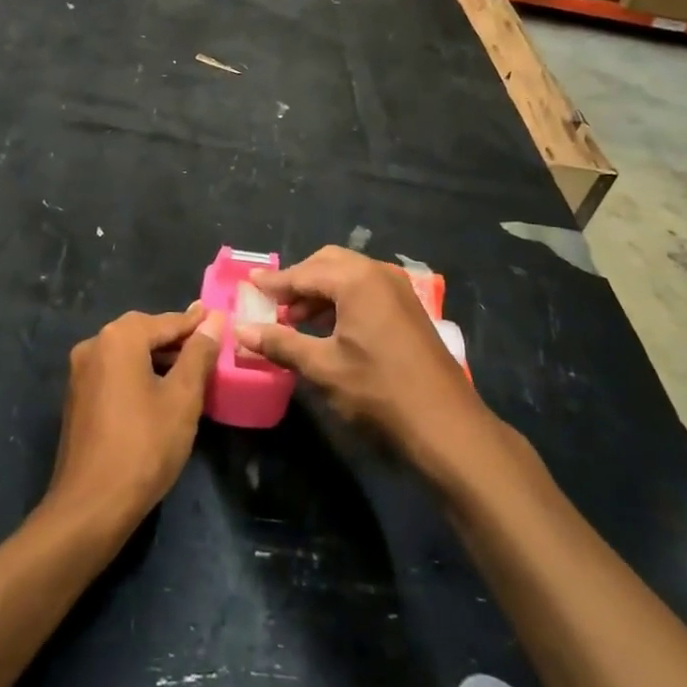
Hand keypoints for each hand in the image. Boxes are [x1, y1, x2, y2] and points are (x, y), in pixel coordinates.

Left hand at [46, 306, 222, 535]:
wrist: (91, 506)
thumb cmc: (144, 446)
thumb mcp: (182, 398)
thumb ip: (198, 353)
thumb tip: (212, 319)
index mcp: (118, 338)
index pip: (166, 321)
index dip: (196, 323)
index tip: (220, 319)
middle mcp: (94, 345)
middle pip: (143, 332)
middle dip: (176, 339)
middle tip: (208, 346)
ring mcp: (81, 372)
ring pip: (127, 353)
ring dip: (158, 357)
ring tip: (191, 370)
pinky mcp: (78, 397)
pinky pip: (115, 372)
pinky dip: (139, 373)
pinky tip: (160, 391)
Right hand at [235, 247, 485, 471]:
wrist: (445, 423)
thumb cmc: (378, 390)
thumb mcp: (323, 367)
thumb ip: (280, 343)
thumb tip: (240, 331)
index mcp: (356, 279)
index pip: (304, 273)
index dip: (274, 282)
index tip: (249, 285)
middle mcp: (378, 273)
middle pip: (327, 263)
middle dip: (298, 281)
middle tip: (274, 305)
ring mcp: (397, 289)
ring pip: (348, 275)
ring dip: (319, 292)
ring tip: (295, 321)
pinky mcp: (407, 307)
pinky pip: (365, 289)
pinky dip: (341, 300)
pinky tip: (328, 328)